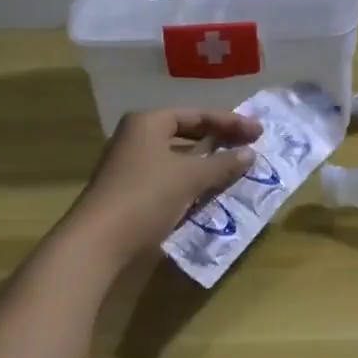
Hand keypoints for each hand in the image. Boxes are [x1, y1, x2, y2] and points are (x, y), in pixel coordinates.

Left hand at [65, 109, 262, 264]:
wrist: (98, 243)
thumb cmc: (146, 196)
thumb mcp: (191, 177)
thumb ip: (223, 163)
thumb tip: (250, 154)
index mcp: (148, 122)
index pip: (197, 115)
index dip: (230, 122)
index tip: (259, 132)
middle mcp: (137, 138)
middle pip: (187, 133)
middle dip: (219, 141)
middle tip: (249, 147)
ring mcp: (131, 165)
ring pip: (178, 158)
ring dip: (207, 164)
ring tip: (235, 169)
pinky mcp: (131, 191)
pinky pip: (170, 178)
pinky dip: (192, 181)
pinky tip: (211, 192)